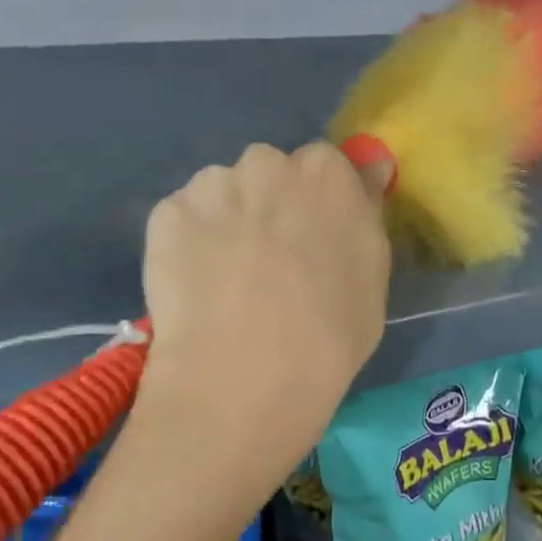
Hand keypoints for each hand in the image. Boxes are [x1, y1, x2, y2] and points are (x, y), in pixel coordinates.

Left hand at [138, 142, 390, 484]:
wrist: (246, 378)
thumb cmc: (330, 334)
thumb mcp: (375, 274)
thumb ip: (366, 212)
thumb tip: (366, 172)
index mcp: (327, 173)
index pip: (326, 167)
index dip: (319, 204)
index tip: (314, 239)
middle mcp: (269, 163)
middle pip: (272, 172)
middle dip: (272, 203)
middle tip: (270, 260)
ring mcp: (213, 185)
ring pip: (225, 192)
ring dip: (229, 218)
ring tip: (227, 279)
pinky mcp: (166, 214)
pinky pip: (186, 218)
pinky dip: (190, 242)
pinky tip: (198, 286)